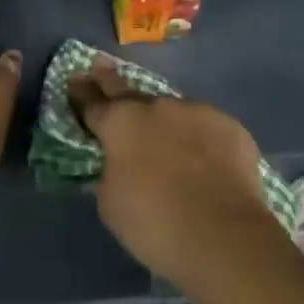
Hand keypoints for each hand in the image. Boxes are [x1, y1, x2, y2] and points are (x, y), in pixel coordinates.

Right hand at [70, 55, 280, 291]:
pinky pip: (206, 129)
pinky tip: (206, 161)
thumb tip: (118, 161)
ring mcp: (196, 111)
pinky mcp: (229, 126)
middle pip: (129, 91)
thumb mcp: (111, 203)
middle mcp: (156, 106)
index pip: (94, 102)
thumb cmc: (155, 224)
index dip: (82, 93)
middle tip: (101, 67)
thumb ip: (110, 171)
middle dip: (111, 81)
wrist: (224, 236)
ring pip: (173, 112)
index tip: (75, 80)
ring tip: (169, 145)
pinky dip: (200, 141)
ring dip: (165, 123)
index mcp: (121, 122)